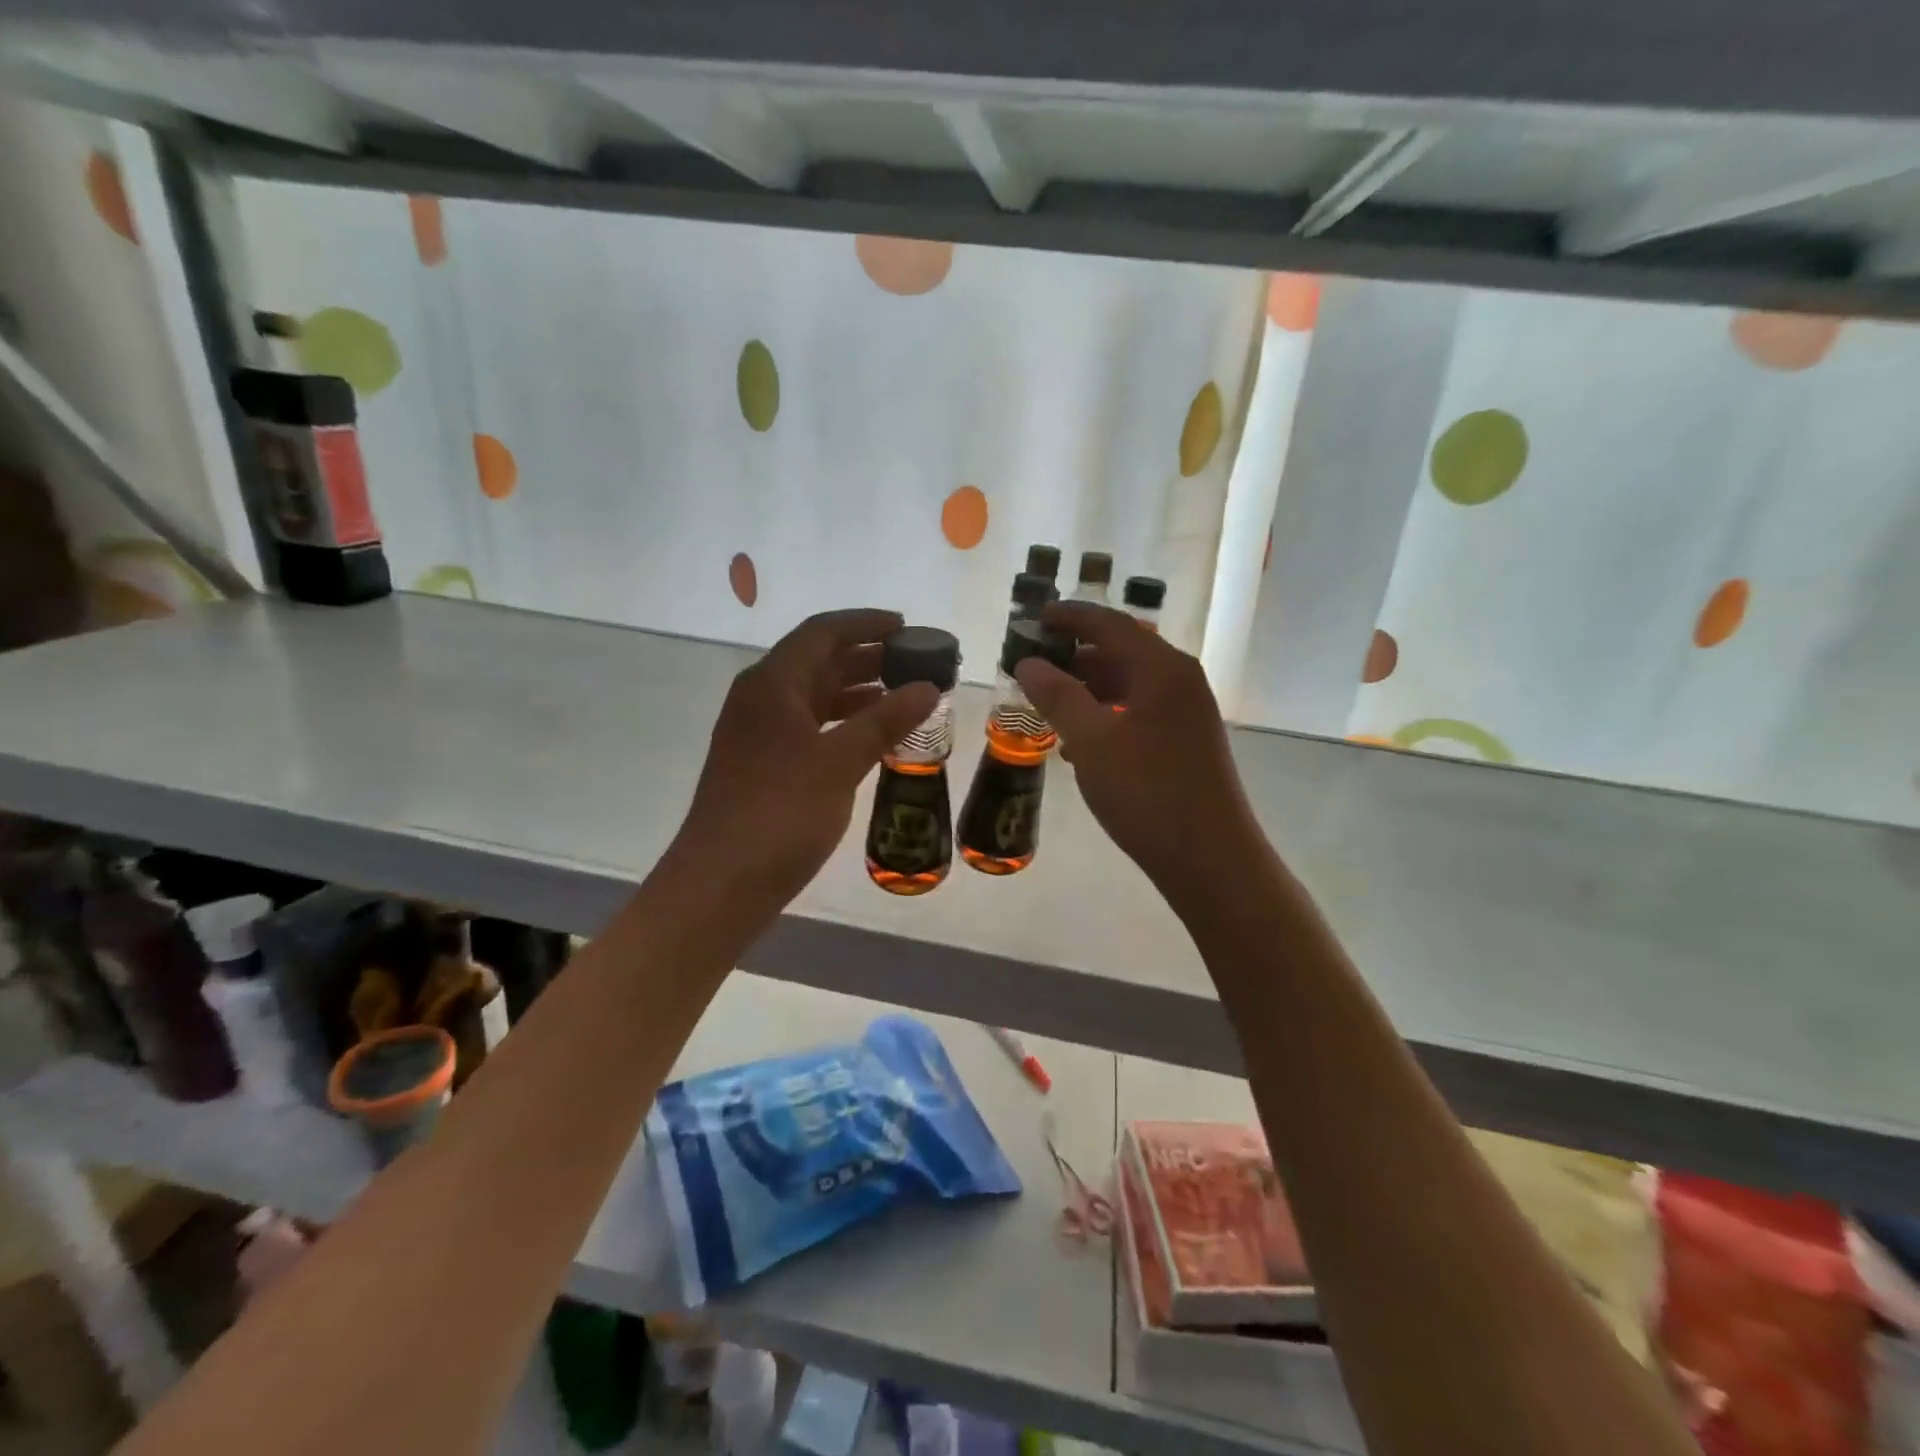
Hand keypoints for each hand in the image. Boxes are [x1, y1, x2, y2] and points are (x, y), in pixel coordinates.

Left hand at [664, 609, 938, 911]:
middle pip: (818, 662)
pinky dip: (844, 725)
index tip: (907, 627)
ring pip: (815, 697)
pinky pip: (811, 728)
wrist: (721, 883)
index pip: (822, 633)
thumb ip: (885, 721)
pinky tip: (874, 738)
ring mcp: (759, 733)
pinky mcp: (763, 764)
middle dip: (868, 658)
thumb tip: (928, 688)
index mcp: (772, 684)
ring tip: (905, 698)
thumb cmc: (780, 813)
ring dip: (858, 693)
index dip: (866, 623)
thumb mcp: (839, 762)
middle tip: (915, 664)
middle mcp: (761, 699)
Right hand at [1015, 603, 1257, 893]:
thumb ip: (1058, 696)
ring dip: (1088, 691)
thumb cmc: (1148, 792)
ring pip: (1129, 686)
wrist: (1211, 860)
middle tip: (1032, 666)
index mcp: (1162, 669)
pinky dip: (1105, 718)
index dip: (1070, 617)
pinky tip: (1077, 745)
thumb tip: (1028, 662)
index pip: (1110, 625)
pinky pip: (1138, 714)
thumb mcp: (1092, 741)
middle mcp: (1180, 682)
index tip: (1034, 617)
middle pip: (1121, 652)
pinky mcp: (1185, 743)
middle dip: (1075, 657)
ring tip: (1047, 706)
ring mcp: (1187, 714)